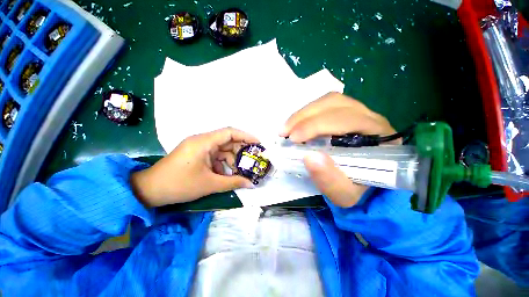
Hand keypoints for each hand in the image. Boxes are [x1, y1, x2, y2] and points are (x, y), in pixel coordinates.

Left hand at [131, 127, 257, 206]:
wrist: (149, 190)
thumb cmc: (179, 185)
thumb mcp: (210, 184)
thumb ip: (233, 182)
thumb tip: (251, 184)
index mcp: (204, 142)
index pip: (230, 132)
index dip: (246, 136)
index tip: (258, 144)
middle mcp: (202, 140)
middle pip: (227, 141)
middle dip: (240, 151)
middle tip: (252, 161)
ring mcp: (199, 147)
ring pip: (222, 150)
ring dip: (231, 160)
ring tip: (239, 172)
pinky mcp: (196, 154)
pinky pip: (214, 156)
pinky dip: (222, 164)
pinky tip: (226, 175)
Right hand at [280, 92, 397, 207]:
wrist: (366, 186)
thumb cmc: (358, 191)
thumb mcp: (344, 194)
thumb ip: (330, 179)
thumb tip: (309, 156)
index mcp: (379, 137)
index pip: (346, 120)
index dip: (316, 125)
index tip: (293, 138)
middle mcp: (372, 119)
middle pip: (335, 104)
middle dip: (304, 117)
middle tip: (284, 132)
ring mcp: (359, 113)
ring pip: (329, 101)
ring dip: (304, 113)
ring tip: (287, 128)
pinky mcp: (347, 114)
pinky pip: (326, 105)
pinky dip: (307, 113)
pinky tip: (297, 125)